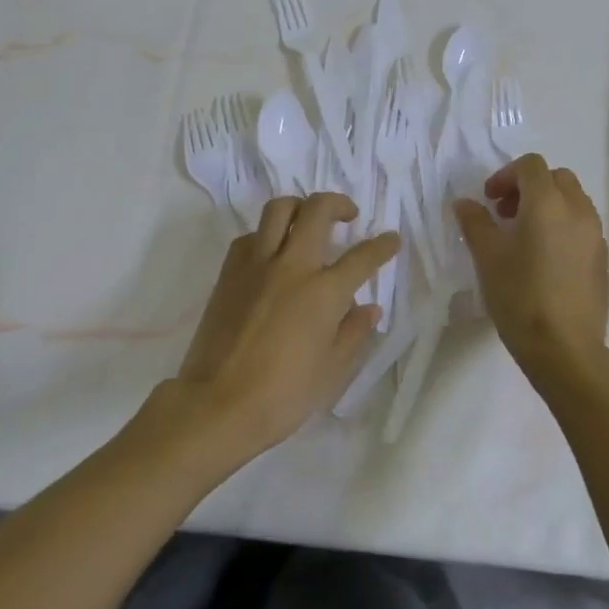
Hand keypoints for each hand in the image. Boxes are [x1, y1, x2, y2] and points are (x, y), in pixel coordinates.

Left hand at [171, 193, 398, 458]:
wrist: (217, 404)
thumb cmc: (282, 396)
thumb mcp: (331, 372)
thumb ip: (353, 333)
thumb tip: (369, 308)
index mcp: (324, 292)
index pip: (362, 257)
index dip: (382, 245)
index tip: (391, 240)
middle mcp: (292, 266)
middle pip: (318, 210)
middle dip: (339, 204)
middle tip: (348, 215)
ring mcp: (256, 264)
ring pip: (279, 209)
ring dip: (299, 207)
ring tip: (307, 221)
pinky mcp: (229, 272)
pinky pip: (250, 236)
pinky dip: (265, 235)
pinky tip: (271, 253)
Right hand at [455, 153, 608, 399]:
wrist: (565, 348)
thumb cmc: (520, 296)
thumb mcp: (487, 257)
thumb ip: (475, 222)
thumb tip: (465, 203)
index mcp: (548, 202)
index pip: (530, 166)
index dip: (505, 175)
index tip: (488, 200)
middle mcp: (577, 210)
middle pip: (555, 178)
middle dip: (528, 187)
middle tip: (504, 213)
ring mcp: (595, 235)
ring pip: (572, 201)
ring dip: (546, 205)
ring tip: (522, 236)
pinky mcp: (602, 259)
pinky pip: (581, 226)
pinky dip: (561, 226)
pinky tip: (542, 259)